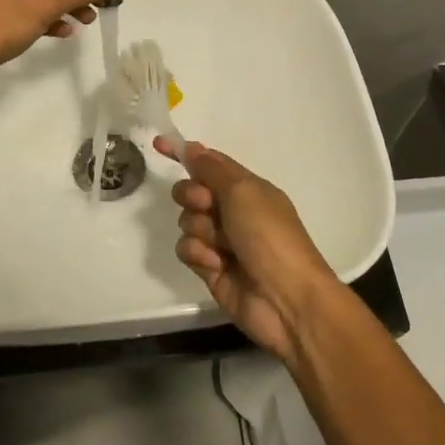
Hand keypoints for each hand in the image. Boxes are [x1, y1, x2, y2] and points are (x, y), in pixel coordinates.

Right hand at [156, 139, 337, 360]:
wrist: (285, 299)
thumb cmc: (269, 236)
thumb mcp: (243, 192)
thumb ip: (212, 168)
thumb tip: (192, 147)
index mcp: (247, 188)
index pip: (210, 163)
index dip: (185, 154)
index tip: (158, 145)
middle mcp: (233, 211)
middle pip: (192, 191)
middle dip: (192, 196)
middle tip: (206, 206)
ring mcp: (221, 241)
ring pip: (187, 221)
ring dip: (199, 229)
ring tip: (220, 246)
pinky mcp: (210, 268)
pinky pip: (187, 249)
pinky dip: (198, 254)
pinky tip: (215, 264)